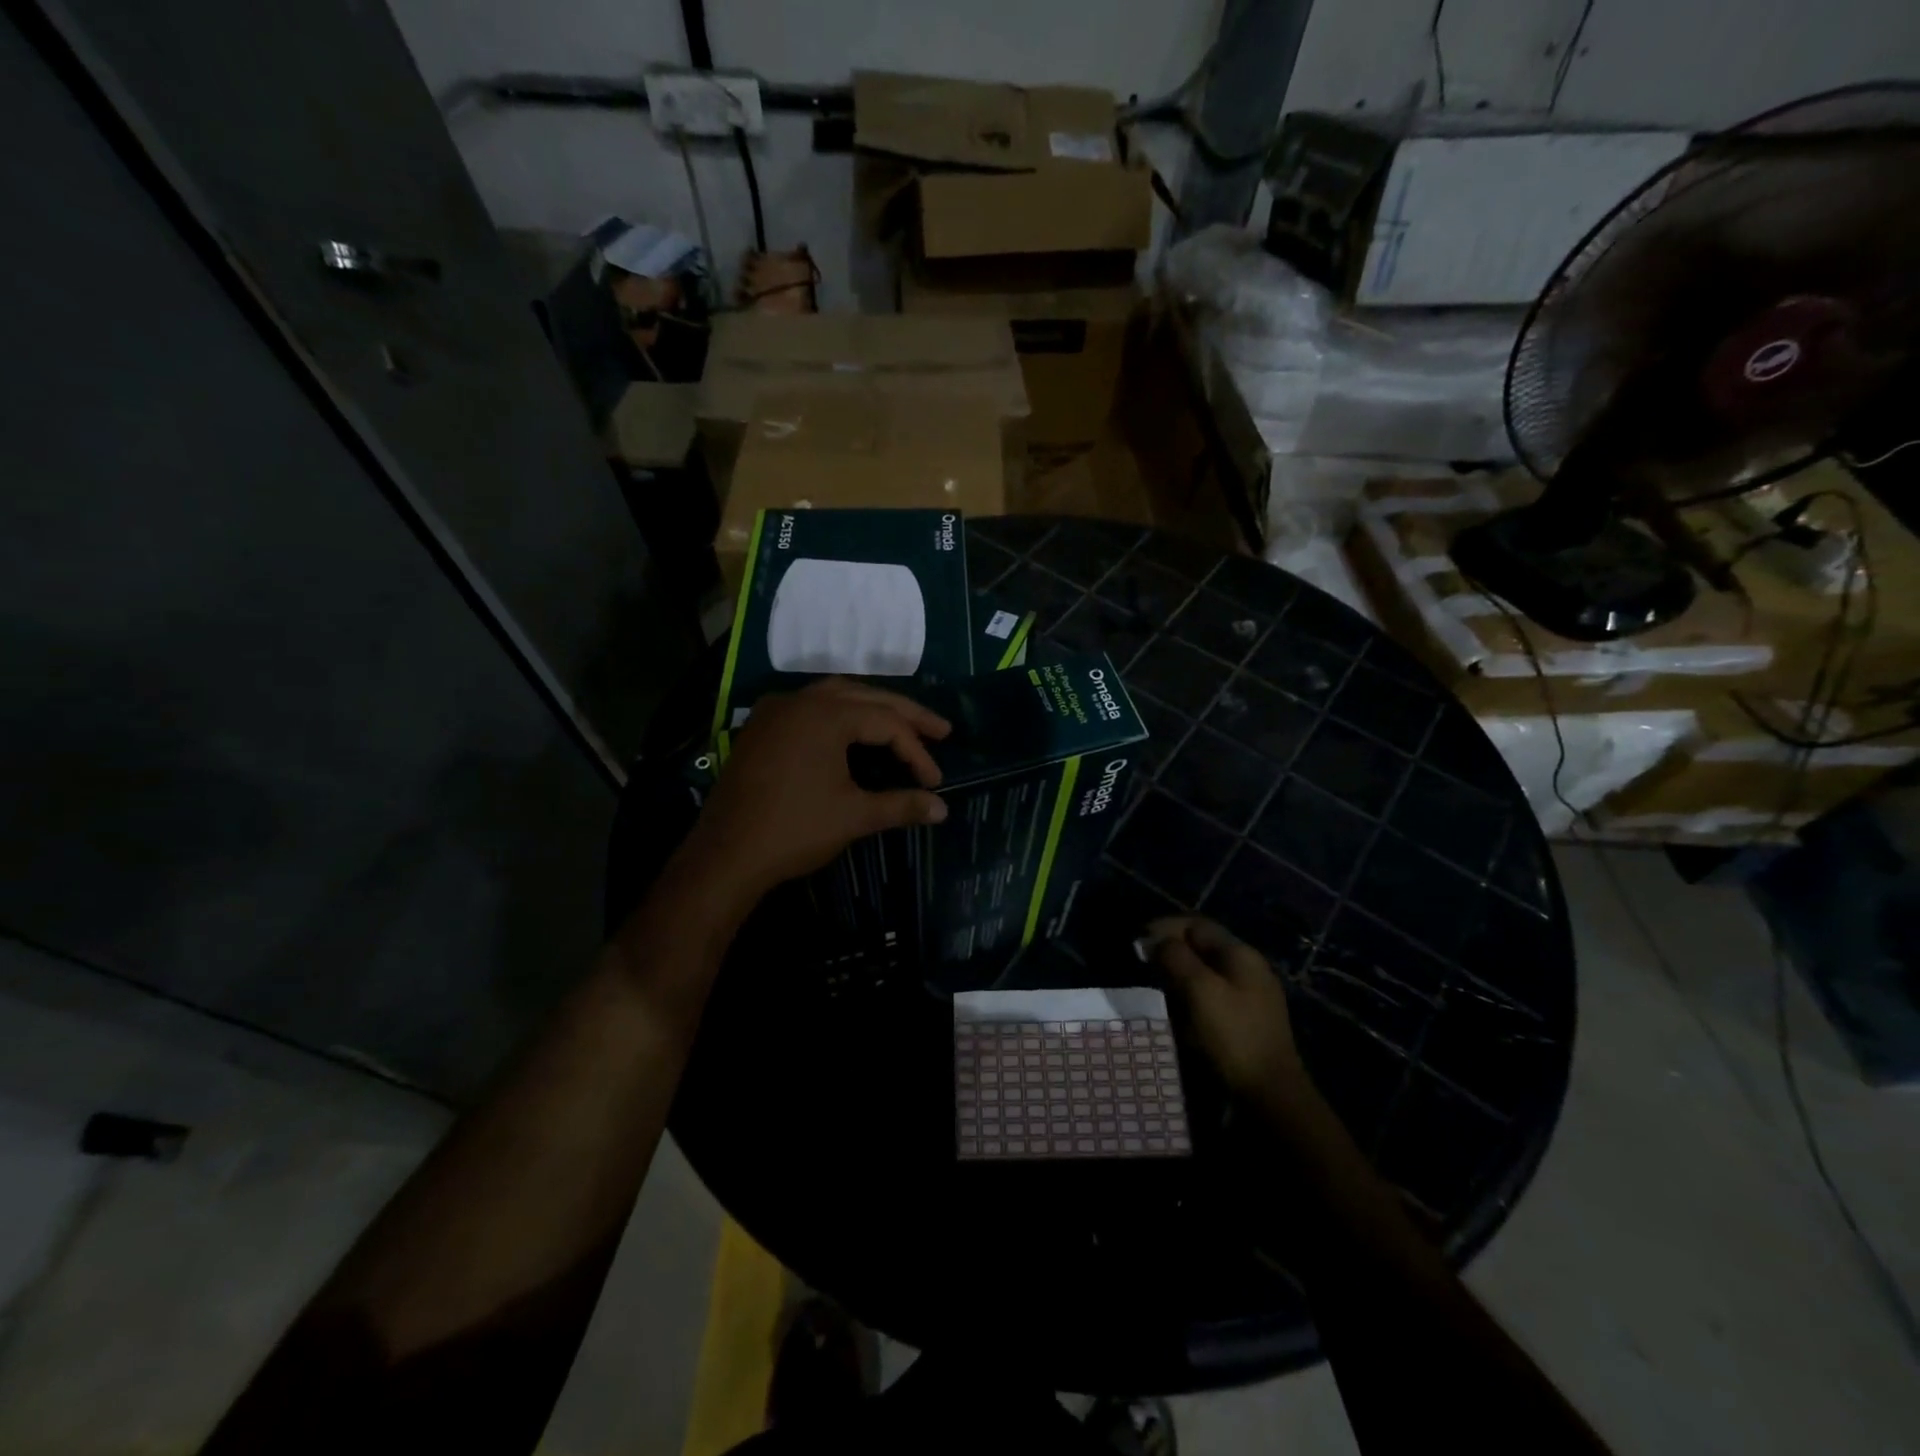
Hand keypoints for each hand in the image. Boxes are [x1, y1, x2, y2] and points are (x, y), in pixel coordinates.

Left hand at [679, 678, 951, 912]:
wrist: (726, 855)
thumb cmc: (794, 830)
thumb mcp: (854, 816)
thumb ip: (902, 806)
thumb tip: (942, 809)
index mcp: (825, 715)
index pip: (887, 723)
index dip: (917, 751)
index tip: (935, 782)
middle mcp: (800, 701)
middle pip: (865, 697)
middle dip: (905, 714)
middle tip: (941, 730)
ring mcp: (776, 711)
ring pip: (835, 695)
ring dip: (872, 707)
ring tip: (902, 725)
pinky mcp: (761, 728)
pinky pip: (809, 707)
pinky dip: (839, 713)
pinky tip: (851, 730)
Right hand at [1152, 917, 1309, 1100]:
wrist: (1269, 1093)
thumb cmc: (1232, 1034)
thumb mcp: (1199, 989)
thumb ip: (1176, 957)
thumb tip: (1156, 940)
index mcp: (1240, 954)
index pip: (1197, 925)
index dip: (1165, 927)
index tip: (1138, 941)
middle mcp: (1247, 968)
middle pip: (1201, 946)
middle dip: (1170, 950)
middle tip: (1143, 964)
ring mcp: (1248, 995)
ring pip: (1205, 971)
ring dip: (1178, 973)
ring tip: (1154, 985)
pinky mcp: (1244, 1019)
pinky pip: (1210, 995)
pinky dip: (1189, 994)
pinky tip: (1176, 1010)